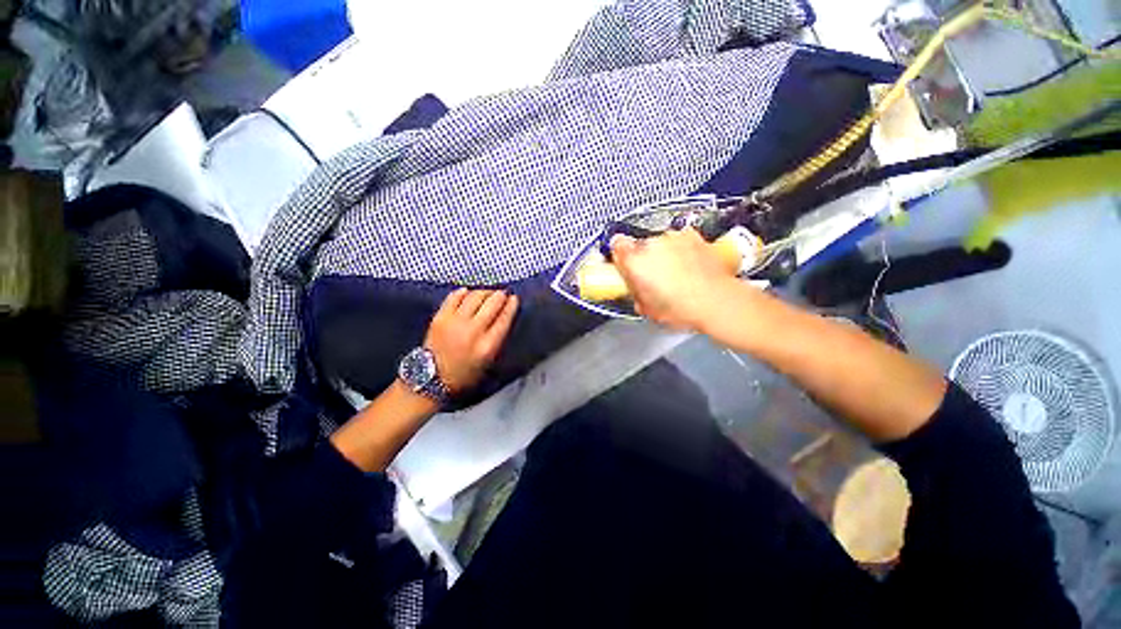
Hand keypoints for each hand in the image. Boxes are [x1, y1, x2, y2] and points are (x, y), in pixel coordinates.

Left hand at [424, 289, 518, 393]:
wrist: (431, 379)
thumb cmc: (464, 374)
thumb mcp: (489, 363)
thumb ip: (498, 340)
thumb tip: (504, 317)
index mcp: (488, 346)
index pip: (504, 318)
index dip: (511, 305)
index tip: (514, 298)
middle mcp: (473, 331)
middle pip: (492, 304)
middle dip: (500, 296)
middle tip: (502, 294)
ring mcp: (455, 323)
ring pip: (474, 297)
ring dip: (484, 292)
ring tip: (487, 293)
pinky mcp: (440, 318)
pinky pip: (454, 297)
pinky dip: (463, 292)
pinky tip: (468, 292)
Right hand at [610, 227, 738, 331]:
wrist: (717, 302)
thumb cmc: (682, 308)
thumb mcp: (647, 308)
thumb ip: (635, 293)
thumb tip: (635, 290)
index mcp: (634, 261)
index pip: (616, 246)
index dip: (620, 256)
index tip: (624, 266)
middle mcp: (651, 244)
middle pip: (639, 246)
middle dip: (644, 260)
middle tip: (653, 278)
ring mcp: (673, 238)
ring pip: (660, 243)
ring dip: (664, 255)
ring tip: (675, 274)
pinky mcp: (692, 236)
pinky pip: (680, 240)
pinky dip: (682, 250)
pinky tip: (689, 266)